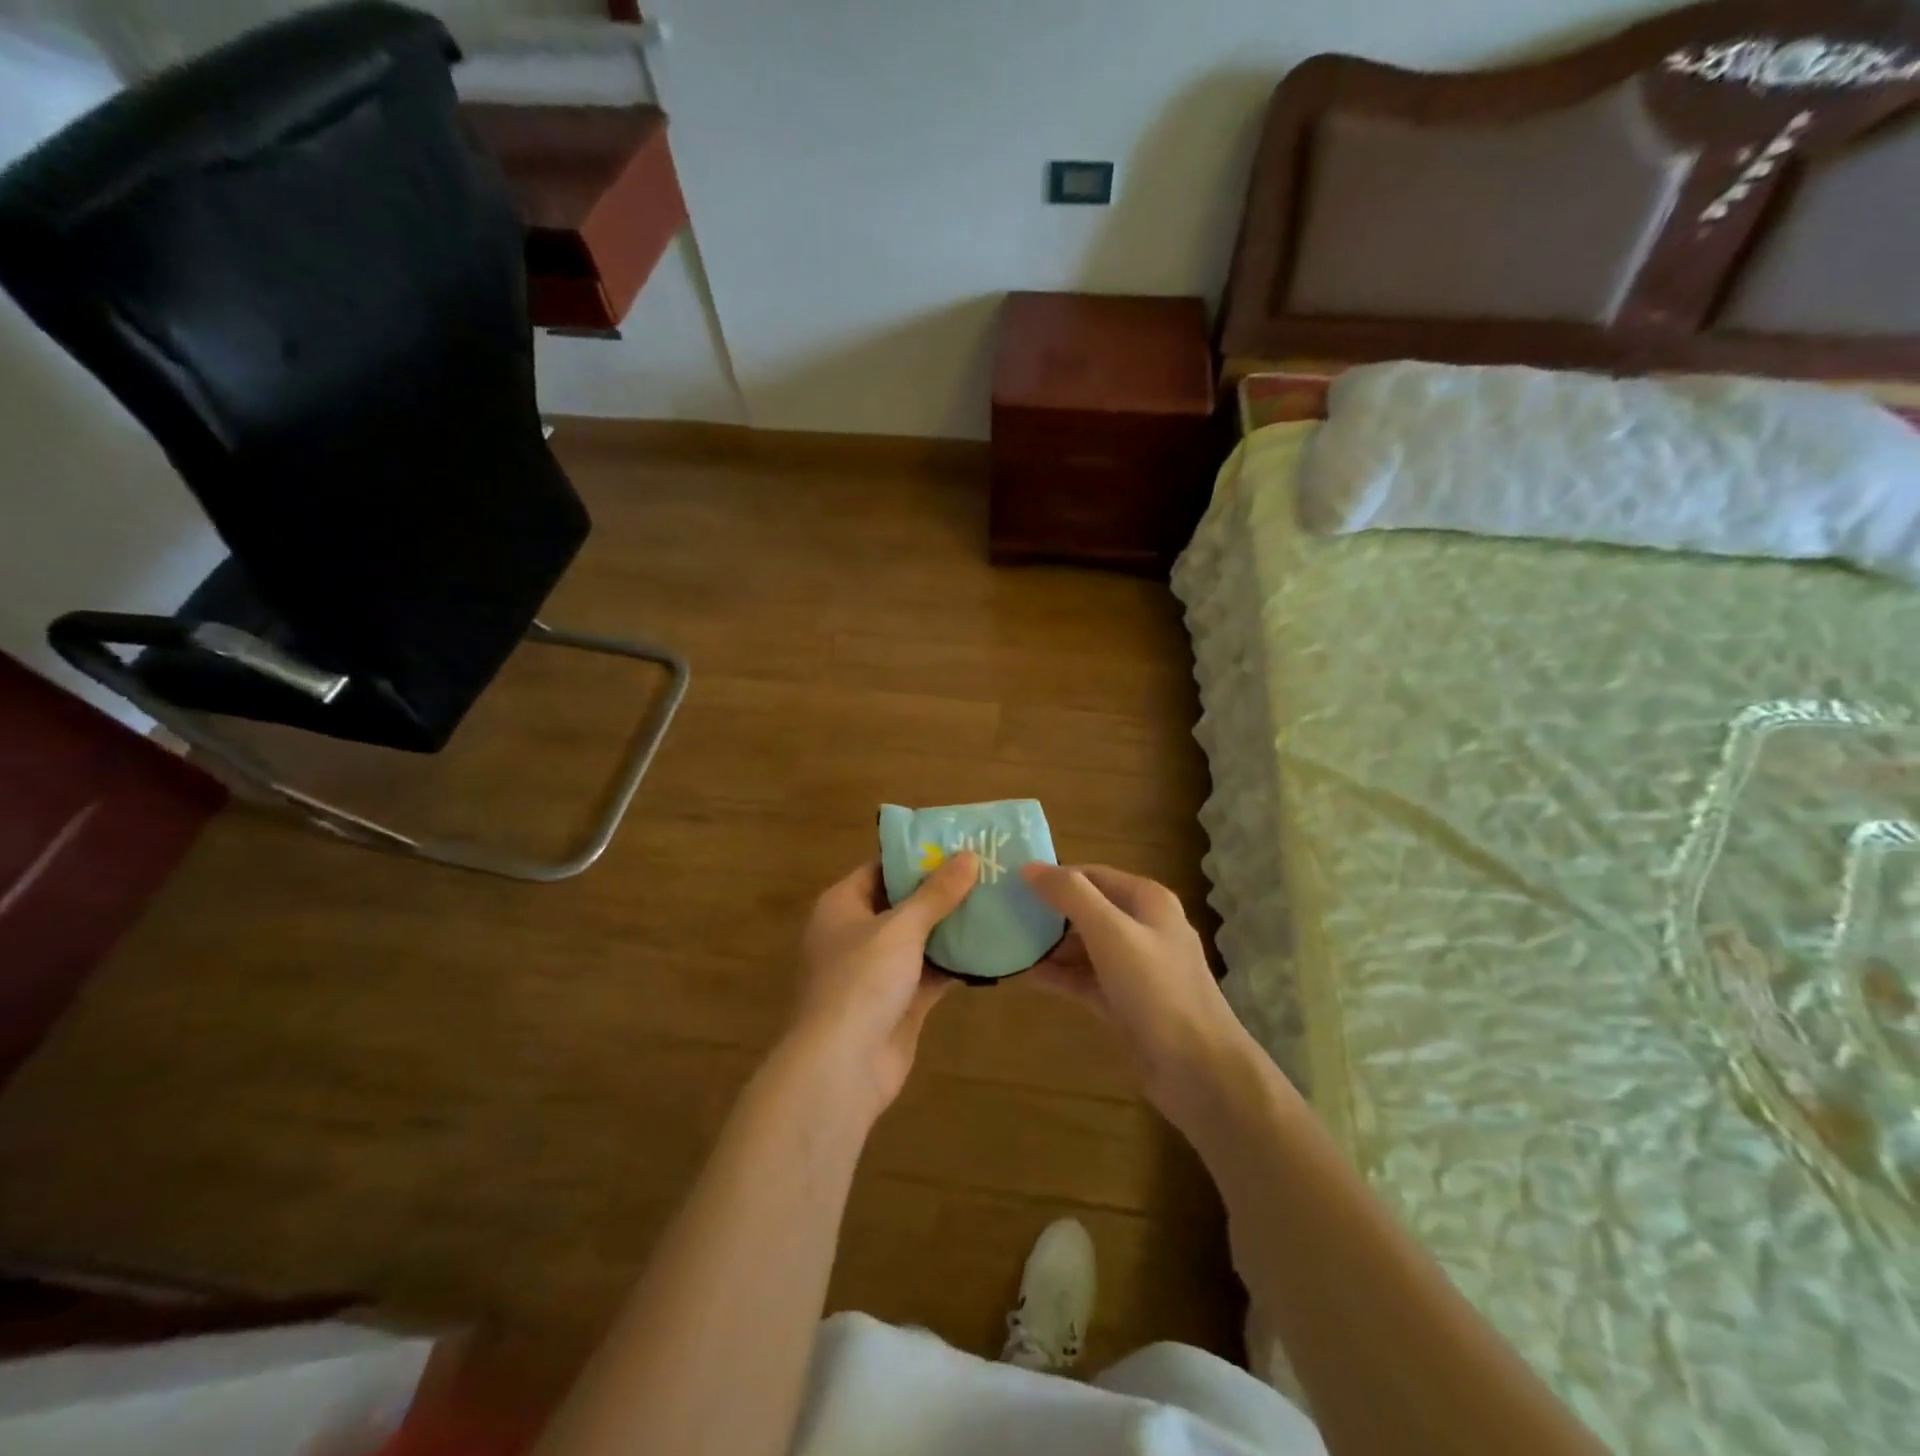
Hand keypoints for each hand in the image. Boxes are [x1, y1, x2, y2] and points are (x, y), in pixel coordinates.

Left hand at [790, 853, 977, 1113]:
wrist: (841, 1067)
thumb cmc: (861, 981)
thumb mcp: (900, 927)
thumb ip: (936, 893)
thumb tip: (968, 855)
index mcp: (842, 906)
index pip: (881, 868)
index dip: (917, 856)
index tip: (957, 844)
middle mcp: (856, 934)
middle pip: (903, 903)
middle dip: (941, 890)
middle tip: (986, 871)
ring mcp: (877, 971)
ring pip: (919, 939)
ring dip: (952, 926)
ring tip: (996, 901)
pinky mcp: (898, 1003)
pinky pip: (930, 973)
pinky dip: (955, 963)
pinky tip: (990, 947)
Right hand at [1022, 863, 1248, 1117]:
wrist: (1197, 1068)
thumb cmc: (1156, 989)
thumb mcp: (1111, 932)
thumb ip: (1070, 895)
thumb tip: (1029, 867)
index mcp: (1146, 900)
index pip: (1091, 875)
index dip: (1053, 876)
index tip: (1011, 883)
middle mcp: (1141, 927)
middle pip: (1086, 909)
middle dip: (1047, 911)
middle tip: (1002, 913)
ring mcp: (1133, 966)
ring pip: (1083, 945)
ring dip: (1049, 945)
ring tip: (1005, 943)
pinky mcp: (1123, 1000)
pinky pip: (1084, 978)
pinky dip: (1058, 975)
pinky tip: (1025, 975)